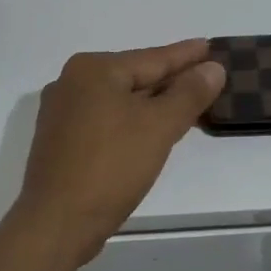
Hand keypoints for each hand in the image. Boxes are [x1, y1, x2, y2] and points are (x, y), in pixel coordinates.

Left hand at [7, 39, 223, 267]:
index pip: (152, 58)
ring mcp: (62, 114)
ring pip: (120, 100)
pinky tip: (151, 130)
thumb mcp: (159, 126)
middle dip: (171, 79)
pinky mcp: (61, 142)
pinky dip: (132, 121)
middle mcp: (72, 83)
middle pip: (135, 77)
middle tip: (205, 74)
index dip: (186, 55)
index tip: (211, 46)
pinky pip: (107, 120)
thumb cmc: (111, 166)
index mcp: (93, 70)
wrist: (56, 224)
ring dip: (153, 103)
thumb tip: (213, 68)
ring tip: (185, 100)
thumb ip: (189, 93)